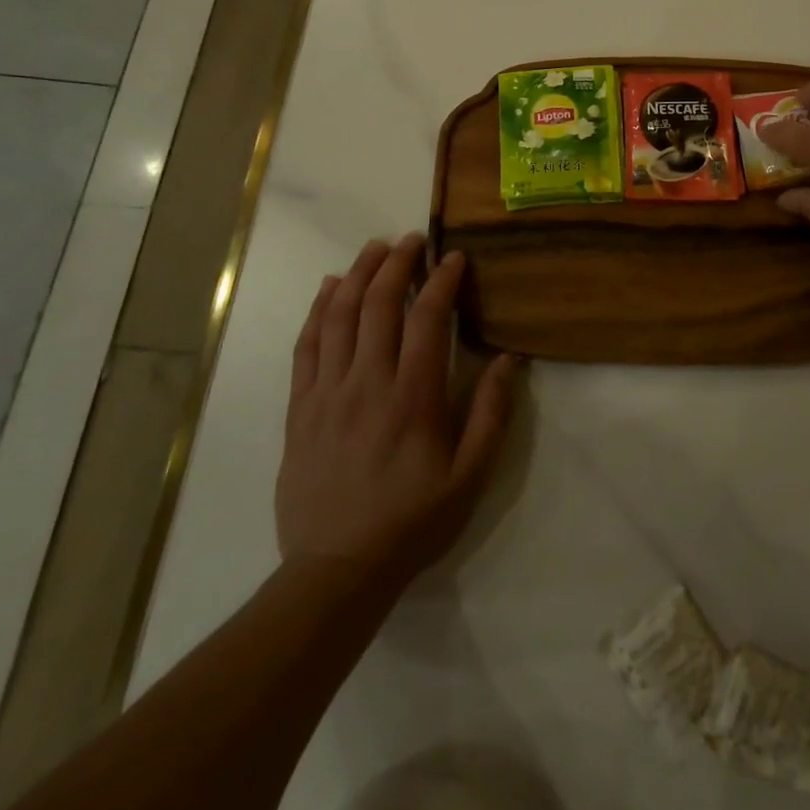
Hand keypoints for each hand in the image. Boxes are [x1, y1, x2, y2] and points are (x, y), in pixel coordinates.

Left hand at [276, 233, 517, 585]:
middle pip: (379, 305)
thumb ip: (491, 413)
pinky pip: (306, 347)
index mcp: (413, 397)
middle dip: (398, 263)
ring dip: (358, 275)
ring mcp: (327, 393)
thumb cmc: (413, 521)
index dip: (442, 281)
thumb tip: (509, 359)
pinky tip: (329, 288)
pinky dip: (318, 310)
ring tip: (375, 248)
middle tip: (413, 239)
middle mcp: (367, 383)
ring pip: (339, 317)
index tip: (454, 258)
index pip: (427, 319)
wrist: (337, 570)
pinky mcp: (300, 409)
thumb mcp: (471, 475)